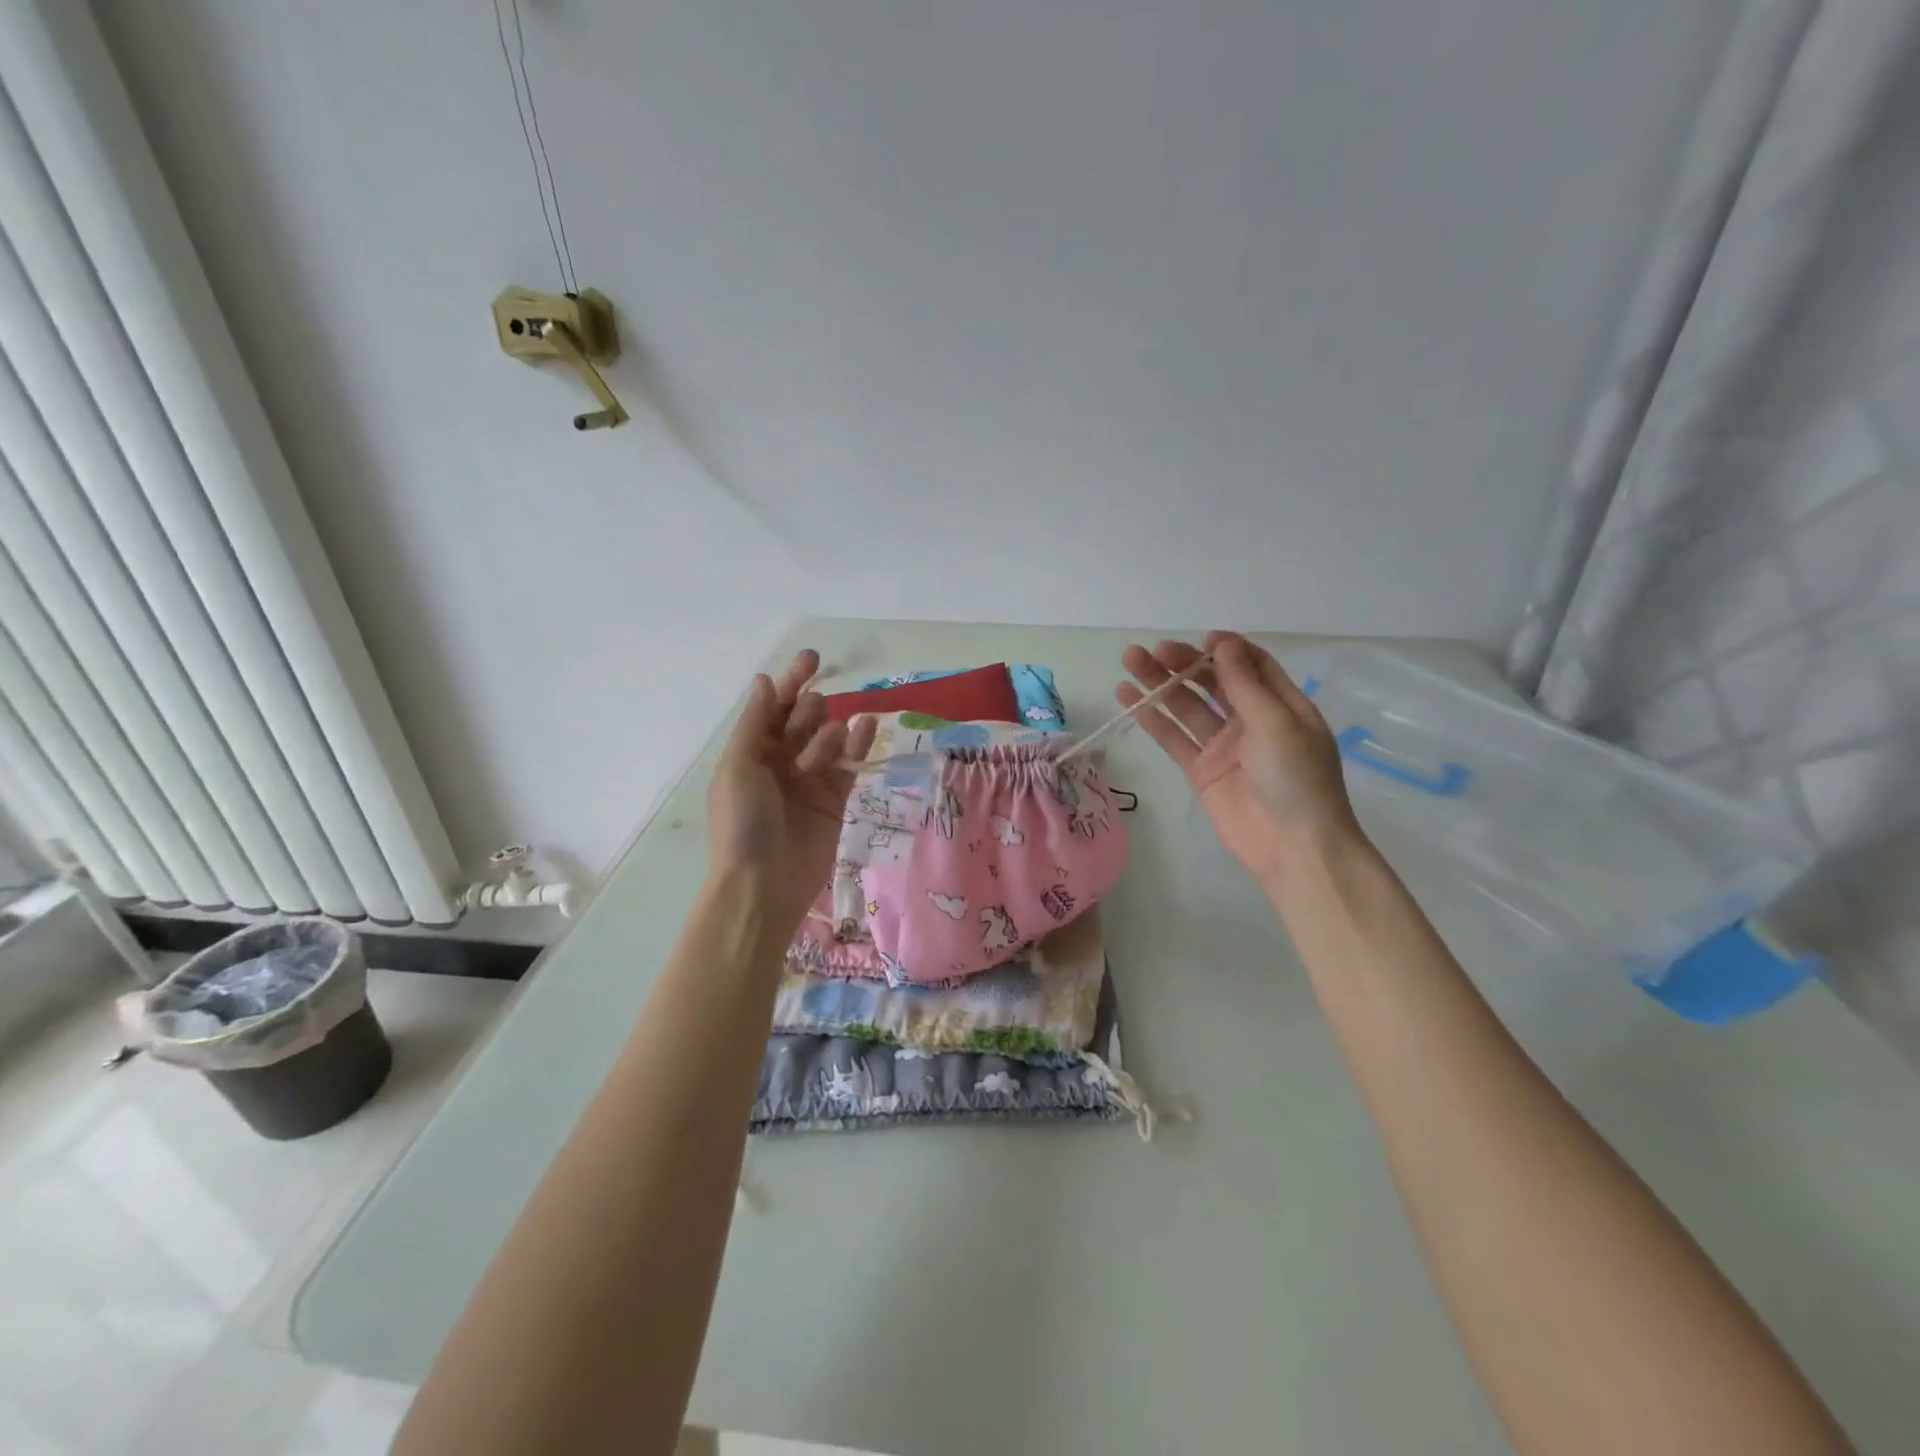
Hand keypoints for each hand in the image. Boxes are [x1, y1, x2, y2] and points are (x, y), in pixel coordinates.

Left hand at [706, 650, 876, 939]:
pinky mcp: (836, 798)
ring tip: (819, 756)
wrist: (763, 883)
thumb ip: (755, 722)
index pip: (774, 707)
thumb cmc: (742, 822)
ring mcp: (810, 779)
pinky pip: (850, 763)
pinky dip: (858, 743)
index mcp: (751, 751)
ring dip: (828, 734)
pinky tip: (866, 726)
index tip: (813, 658)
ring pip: (828, 737)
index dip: (791, 681)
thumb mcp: (737, 766)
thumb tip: (765, 680)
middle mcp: (780, 760)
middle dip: (808, 711)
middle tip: (810, 719)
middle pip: (803, 718)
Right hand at [1117, 632, 1363, 888]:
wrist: (1294, 847)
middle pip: (1213, 681)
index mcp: (1280, 705)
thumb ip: (1243, 684)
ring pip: (1187, 706)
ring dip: (1160, 683)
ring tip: (1129, 661)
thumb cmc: (1296, 778)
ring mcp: (1223, 746)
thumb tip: (1222, 643)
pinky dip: (1152, 718)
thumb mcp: (1276, 722)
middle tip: (1152, 651)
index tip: (1199, 641)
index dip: (1224, 649)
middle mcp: (1251, 721)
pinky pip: (1173, 738)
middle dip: (1184, 663)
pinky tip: (1129, 698)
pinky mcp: (1200, 770)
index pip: (1250, 665)